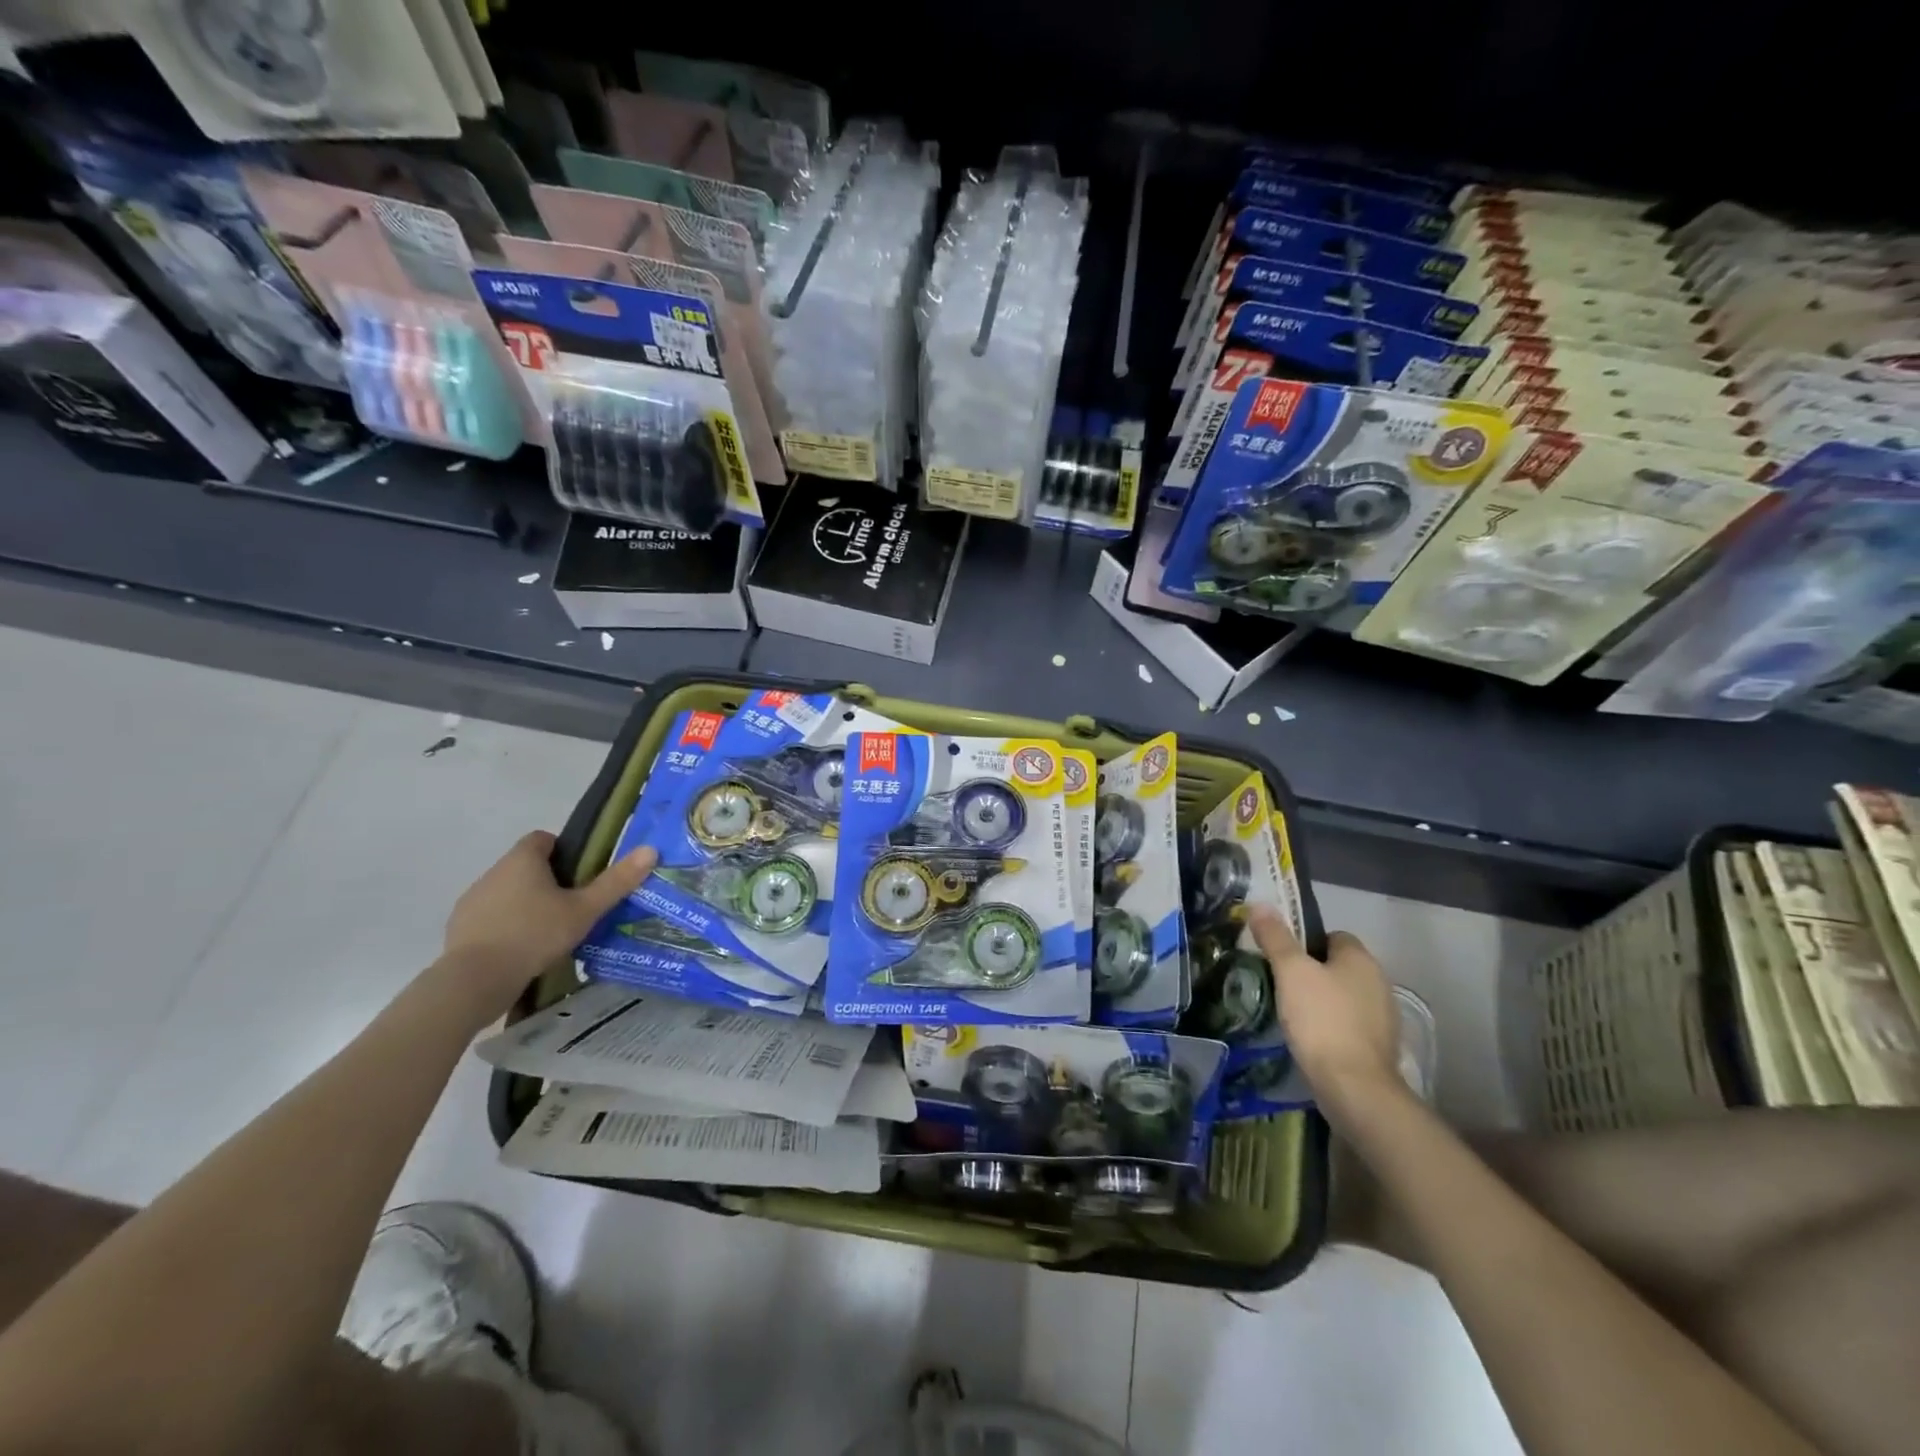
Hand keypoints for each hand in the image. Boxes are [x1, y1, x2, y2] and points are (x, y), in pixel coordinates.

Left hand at [437, 831, 656, 1020]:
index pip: (543, 838)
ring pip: (507, 892)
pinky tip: (522, 951)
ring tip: (549, 933)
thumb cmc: (535, 935)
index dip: (564, 851)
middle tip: (573, 907)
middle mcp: (494, 872)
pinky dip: (505, 927)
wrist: (474, 981)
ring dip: (525, 904)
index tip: (581, 874)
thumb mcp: (584, 910)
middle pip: (526, 866)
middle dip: (548, 881)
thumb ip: (616, 881)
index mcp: (523, 860)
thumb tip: (651, 850)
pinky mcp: (459, 928)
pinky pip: (490, 918)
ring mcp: (472, 900)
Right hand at [1247, 905, 1401, 1113]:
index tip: (1282, 957)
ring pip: (1344, 996)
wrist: (1353, 1087)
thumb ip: (1276, 937)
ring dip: (1322, 1000)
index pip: (1333, 935)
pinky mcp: (1379, 1047)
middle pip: (1339, 966)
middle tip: (1280, 983)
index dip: (1306, 941)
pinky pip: (1349, 1024)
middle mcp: (1379, 982)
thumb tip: (1260, 904)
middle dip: (1312, 971)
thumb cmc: (1321, 1019)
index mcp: (1361, 959)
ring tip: (1291, 1012)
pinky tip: (1310, 1038)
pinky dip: (1331, 1026)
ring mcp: (1383, 1017)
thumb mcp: (1290, 971)